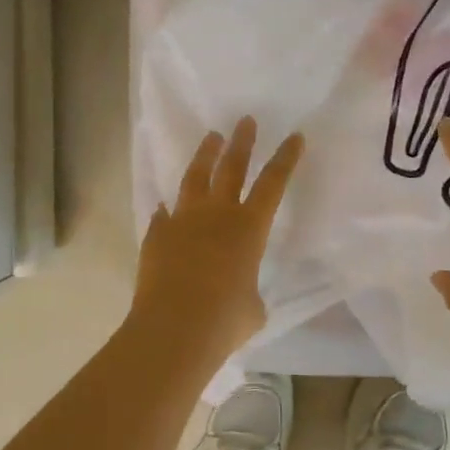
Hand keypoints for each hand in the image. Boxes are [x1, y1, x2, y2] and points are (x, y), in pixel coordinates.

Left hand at [131, 117, 304, 366]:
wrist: (173, 329)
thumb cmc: (224, 321)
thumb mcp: (252, 309)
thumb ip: (248, 291)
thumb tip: (237, 291)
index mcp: (248, 228)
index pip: (273, 183)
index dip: (285, 158)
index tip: (294, 136)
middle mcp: (216, 215)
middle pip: (231, 168)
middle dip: (242, 142)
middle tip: (245, 121)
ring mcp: (182, 221)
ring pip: (194, 178)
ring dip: (205, 156)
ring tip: (211, 138)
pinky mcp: (156, 236)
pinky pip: (164, 216)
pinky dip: (168, 210)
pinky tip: (166, 207)